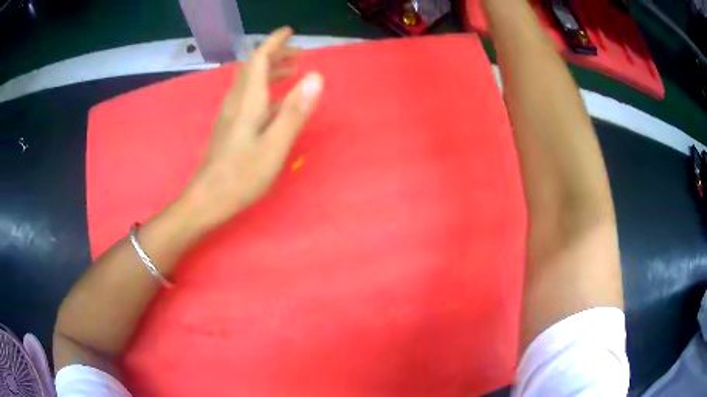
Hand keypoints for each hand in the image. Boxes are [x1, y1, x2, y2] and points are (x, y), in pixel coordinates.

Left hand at [183, 27, 323, 227]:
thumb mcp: (274, 146)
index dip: (274, 42)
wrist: (208, 200)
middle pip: (253, 67)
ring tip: (293, 72)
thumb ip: (295, 111)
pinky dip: (266, 90)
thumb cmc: (241, 176)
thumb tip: (315, 77)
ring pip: (250, 82)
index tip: (290, 32)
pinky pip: (249, 97)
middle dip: (276, 55)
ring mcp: (231, 114)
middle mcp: (237, 101)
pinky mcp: (230, 127)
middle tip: (299, 54)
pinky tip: (277, 101)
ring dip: (271, 72)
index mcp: (247, 100)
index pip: (258, 59)